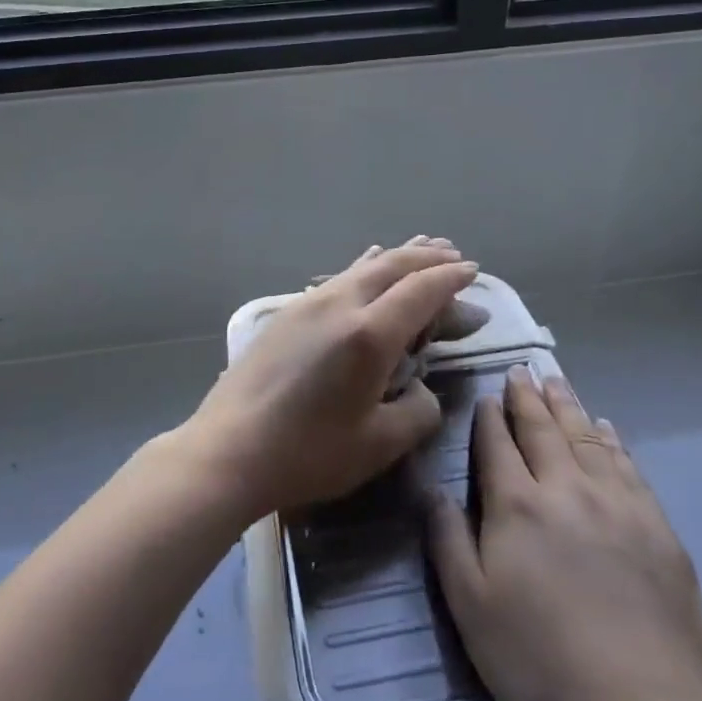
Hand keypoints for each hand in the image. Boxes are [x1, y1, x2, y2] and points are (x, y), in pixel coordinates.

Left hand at [184, 238, 478, 521]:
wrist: (229, 449)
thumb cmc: (308, 453)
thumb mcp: (378, 445)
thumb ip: (417, 411)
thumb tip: (423, 390)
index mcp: (369, 334)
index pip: (421, 290)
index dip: (451, 278)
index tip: (472, 271)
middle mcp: (341, 305)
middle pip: (393, 266)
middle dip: (427, 257)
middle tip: (453, 254)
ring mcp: (309, 304)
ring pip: (363, 266)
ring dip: (397, 256)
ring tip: (420, 247)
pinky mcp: (288, 313)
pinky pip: (339, 278)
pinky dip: (365, 267)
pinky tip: (366, 265)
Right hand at [427, 368, 701, 700]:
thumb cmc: (541, 662)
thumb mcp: (471, 609)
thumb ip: (447, 541)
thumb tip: (433, 487)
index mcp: (517, 506)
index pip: (498, 444)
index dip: (489, 416)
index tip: (486, 393)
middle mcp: (565, 489)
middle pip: (543, 430)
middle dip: (527, 397)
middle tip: (521, 370)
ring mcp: (616, 503)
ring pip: (585, 437)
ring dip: (567, 406)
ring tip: (556, 381)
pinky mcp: (656, 526)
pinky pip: (627, 465)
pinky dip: (612, 439)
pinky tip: (605, 427)